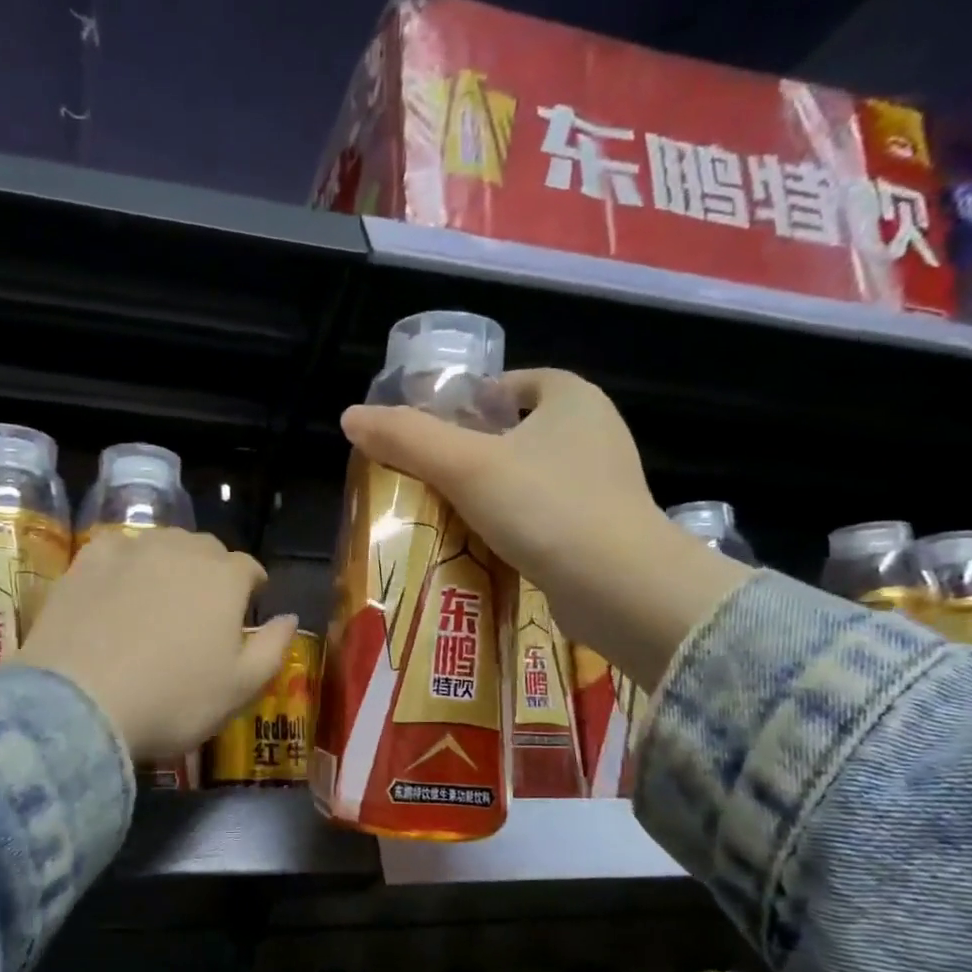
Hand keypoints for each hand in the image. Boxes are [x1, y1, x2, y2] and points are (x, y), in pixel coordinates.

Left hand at [11, 527, 296, 763]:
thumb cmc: (173, 701)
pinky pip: (118, 549)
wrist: (80, 704)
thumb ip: (274, 648)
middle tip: (203, 610)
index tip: (247, 610)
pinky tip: (118, 588)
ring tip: (161, 597)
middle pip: (207, 550)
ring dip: (172, 563)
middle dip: (213, 572)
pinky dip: (126, 563)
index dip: (252, 589)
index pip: (250, 569)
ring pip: (164, 544)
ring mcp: (132, 550)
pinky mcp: (88, 560)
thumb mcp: (241, 688)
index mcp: (225, 578)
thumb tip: (289, 618)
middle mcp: (182, 550)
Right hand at [340, 368, 750, 690]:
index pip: (515, 383)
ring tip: (447, 515)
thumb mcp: (464, 466)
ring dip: (494, 493)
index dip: (472, 400)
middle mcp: (596, 434)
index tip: (436, 432)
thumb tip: (350, 418)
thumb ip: (406, 439)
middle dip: (476, 452)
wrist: (620, 588)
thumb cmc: (545, 508)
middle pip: (519, 432)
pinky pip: (546, 516)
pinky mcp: (604, 531)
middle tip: (430, 477)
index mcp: (573, 399)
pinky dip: (517, 526)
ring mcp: (604, 485)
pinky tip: (485, 548)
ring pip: (532, 477)